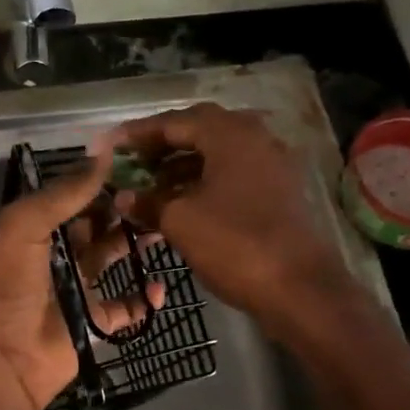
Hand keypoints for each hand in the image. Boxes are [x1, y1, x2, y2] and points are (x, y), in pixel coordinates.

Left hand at [0, 152, 162, 409]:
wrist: (1, 361)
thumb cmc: (8, 288)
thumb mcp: (24, 228)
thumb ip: (63, 194)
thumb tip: (103, 154)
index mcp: (34, 231)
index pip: (72, 199)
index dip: (99, 183)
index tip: (136, 166)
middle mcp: (56, 256)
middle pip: (96, 227)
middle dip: (123, 211)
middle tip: (158, 196)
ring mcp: (76, 290)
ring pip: (112, 260)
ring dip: (136, 246)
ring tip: (165, 230)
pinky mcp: (94, 323)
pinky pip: (126, 308)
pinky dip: (144, 300)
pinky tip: (159, 287)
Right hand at [112, 103, 348, 331]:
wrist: (300, 288)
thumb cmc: (235, 244)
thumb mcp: (180, 222)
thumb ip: (149, 202)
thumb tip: (124, 196)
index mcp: (230, 134)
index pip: (175, 121)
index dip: (138, 133)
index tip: (110, 144)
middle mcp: (255, 139)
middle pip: (200, 131)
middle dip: (163, 146)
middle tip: (133, 163)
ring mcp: (272, 165)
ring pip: (218, 155)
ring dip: (183, 166)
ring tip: (152, 188)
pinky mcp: (280, 192)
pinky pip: (234, 176)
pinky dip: (205, 183)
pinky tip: (183, 206)